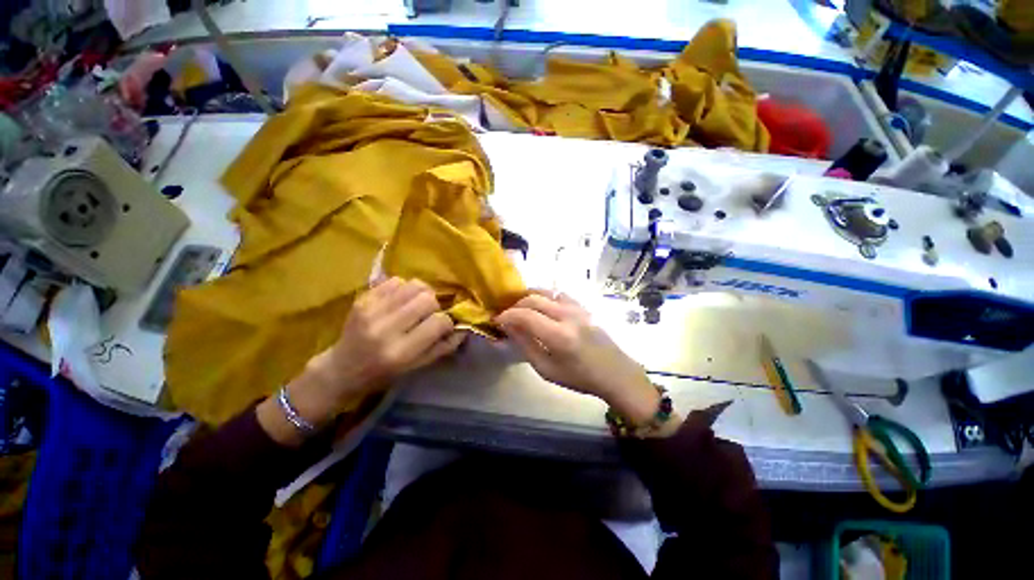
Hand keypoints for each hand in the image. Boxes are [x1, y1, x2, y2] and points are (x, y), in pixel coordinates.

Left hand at [311, 277, 463, 397]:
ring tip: (416, 305)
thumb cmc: (383, 373)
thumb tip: (463, 329)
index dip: (447, 322)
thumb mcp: (416, 367)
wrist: (341, 368)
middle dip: (435, 305)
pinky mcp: (362, 299)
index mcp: (400, 351)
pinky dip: (404, 288)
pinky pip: (396, 280)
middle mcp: (385, 328)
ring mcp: (371, 310)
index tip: (443, 327)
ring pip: (414, 285)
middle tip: (428, 314)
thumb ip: (442, 348)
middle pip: (427, 299)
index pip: (438, 322)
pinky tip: (400, 300)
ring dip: (422, 293)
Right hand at [496, 292, 661, 425]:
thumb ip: (526, 346)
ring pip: (546, 291)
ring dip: (530, 298)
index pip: (525, 315)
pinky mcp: (584, 306)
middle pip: (534, 299)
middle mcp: (568, 316)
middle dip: (516, 305)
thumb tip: (509, 328)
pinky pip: (559, 294)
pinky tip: (543, 307)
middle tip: (508, 316)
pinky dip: (546, 296)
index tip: (497, 321)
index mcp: (559, 336)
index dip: (507, 315)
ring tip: (522, 309)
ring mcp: (578, 308)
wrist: (614, 372)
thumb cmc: (580, 377)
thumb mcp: (547, 370)